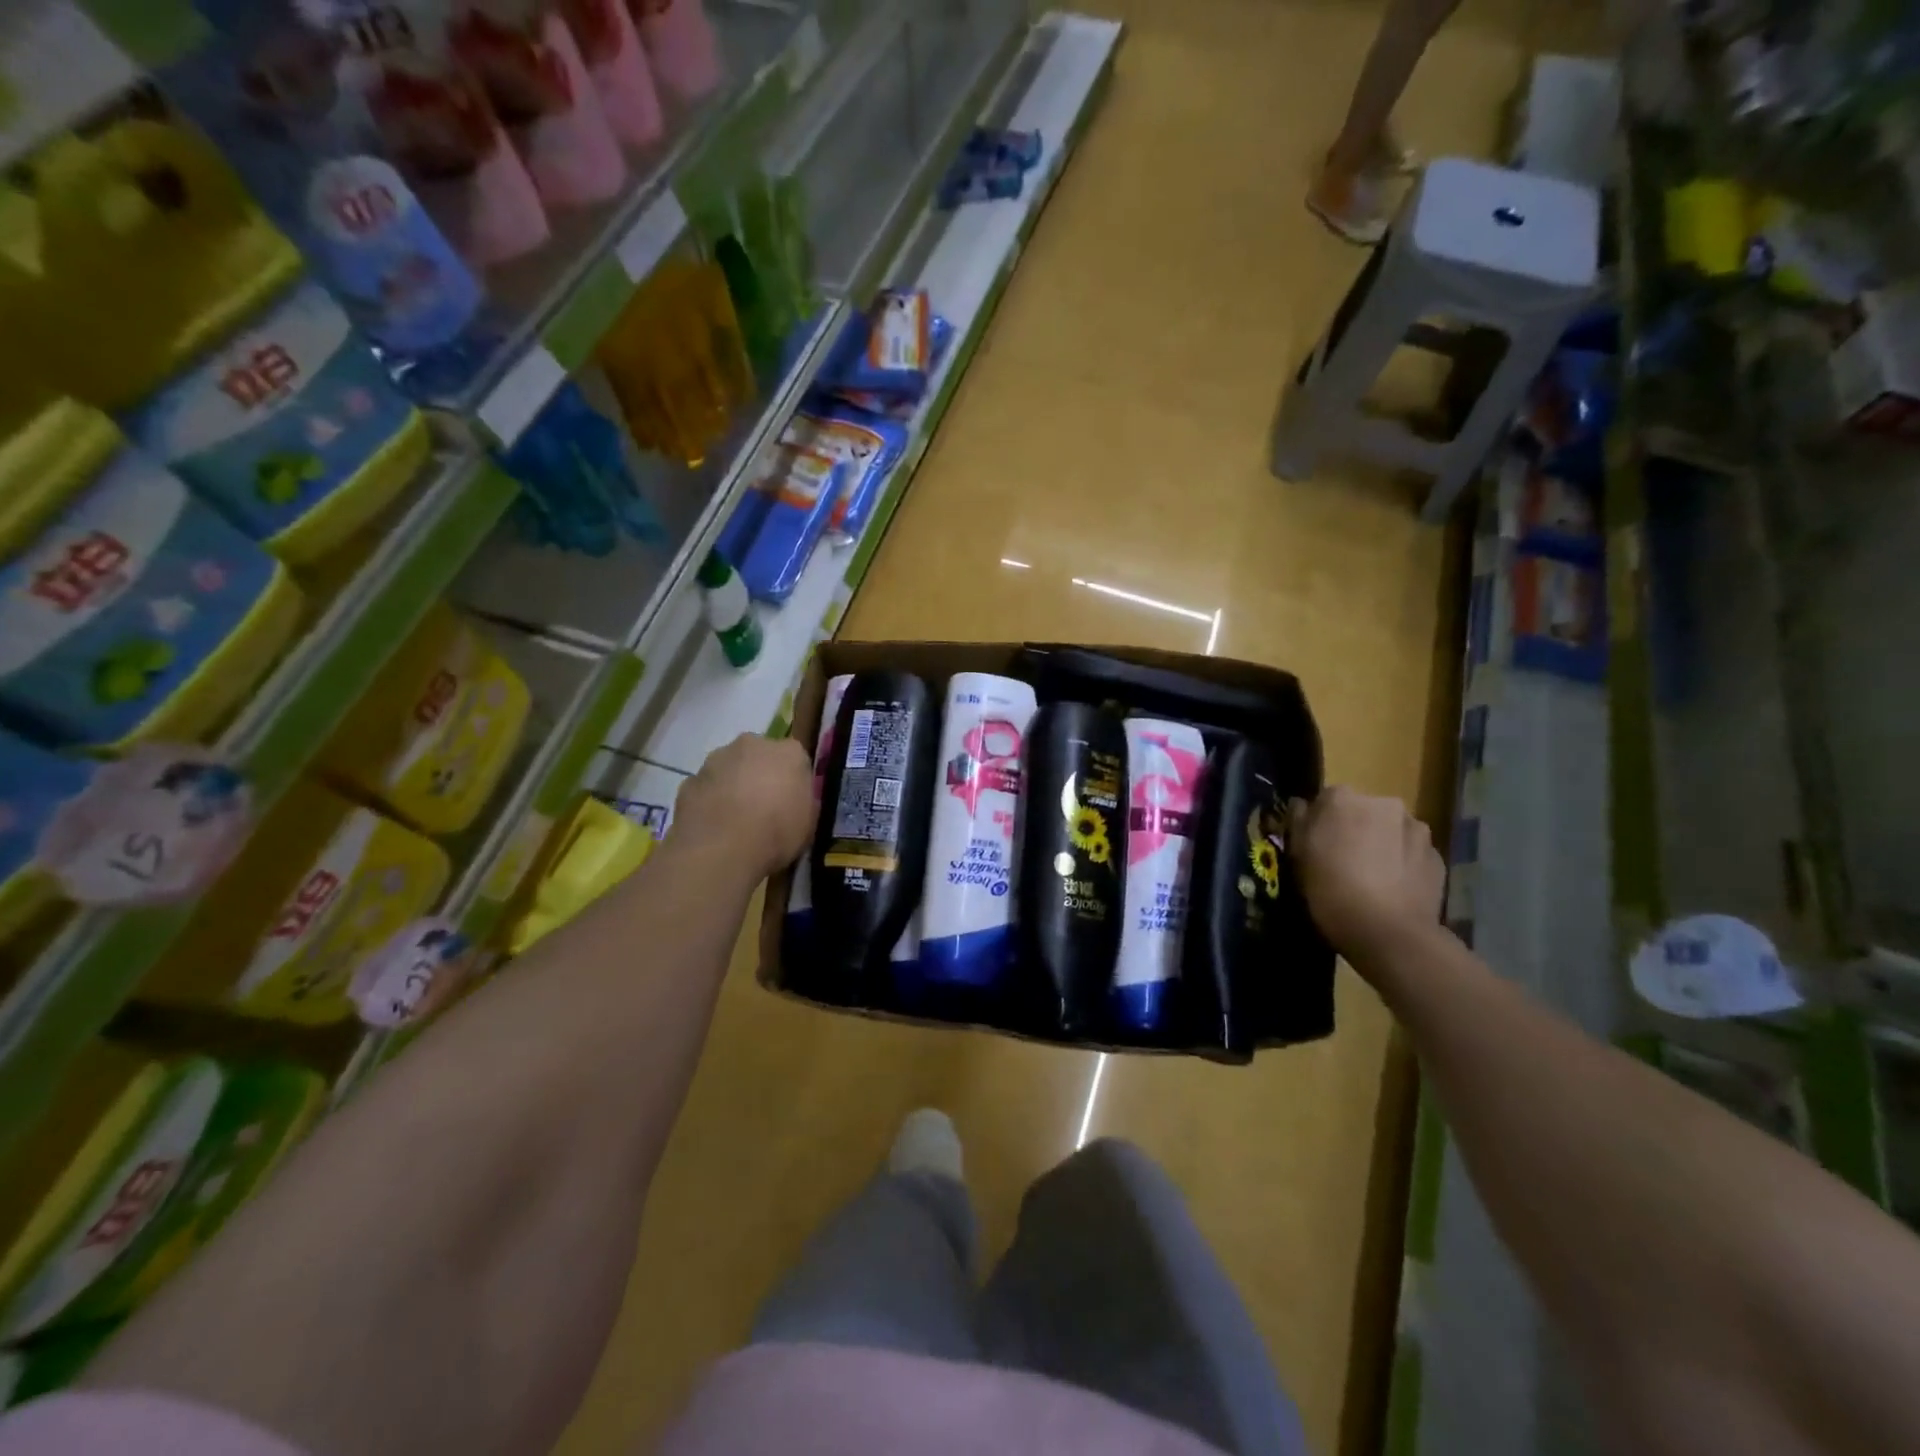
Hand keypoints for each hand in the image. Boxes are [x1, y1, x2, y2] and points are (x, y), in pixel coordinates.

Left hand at [674, 734, 815, 879]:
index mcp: (789, 752)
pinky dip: (709, 801)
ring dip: (732, 785)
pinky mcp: (689, 780)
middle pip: (759, 756)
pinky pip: (705, 788)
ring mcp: (716, 760)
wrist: (721, 848)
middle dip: (760, 775)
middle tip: (763, 808)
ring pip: (729, 769)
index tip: (791, 802)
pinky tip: (713, 827)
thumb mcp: (808, 823)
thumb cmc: (776, 833)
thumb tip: (795, 800)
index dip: (793, 781)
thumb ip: (803, 802)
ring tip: (734, 821)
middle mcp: (752, 744)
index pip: (796, 759)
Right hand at [1287, 787, 1443, 958]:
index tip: (1317, 845)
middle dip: (1355, 829)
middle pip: (1363, 811)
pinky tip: (1393, 889)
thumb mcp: (1298, 857)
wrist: (1389, 933)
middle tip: (1344, 861)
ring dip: (1382, 844)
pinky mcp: (1437, 856)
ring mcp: (1416, 828)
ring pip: (1391, 830)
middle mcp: (1383, 803)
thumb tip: (1301, 805)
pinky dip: (1403, 863)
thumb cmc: (1331, 891)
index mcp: (1342, 798)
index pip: (1327, 799)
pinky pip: (1412, 853)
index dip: (1320, 822)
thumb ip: (1298, 822)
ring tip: (1373, 878)